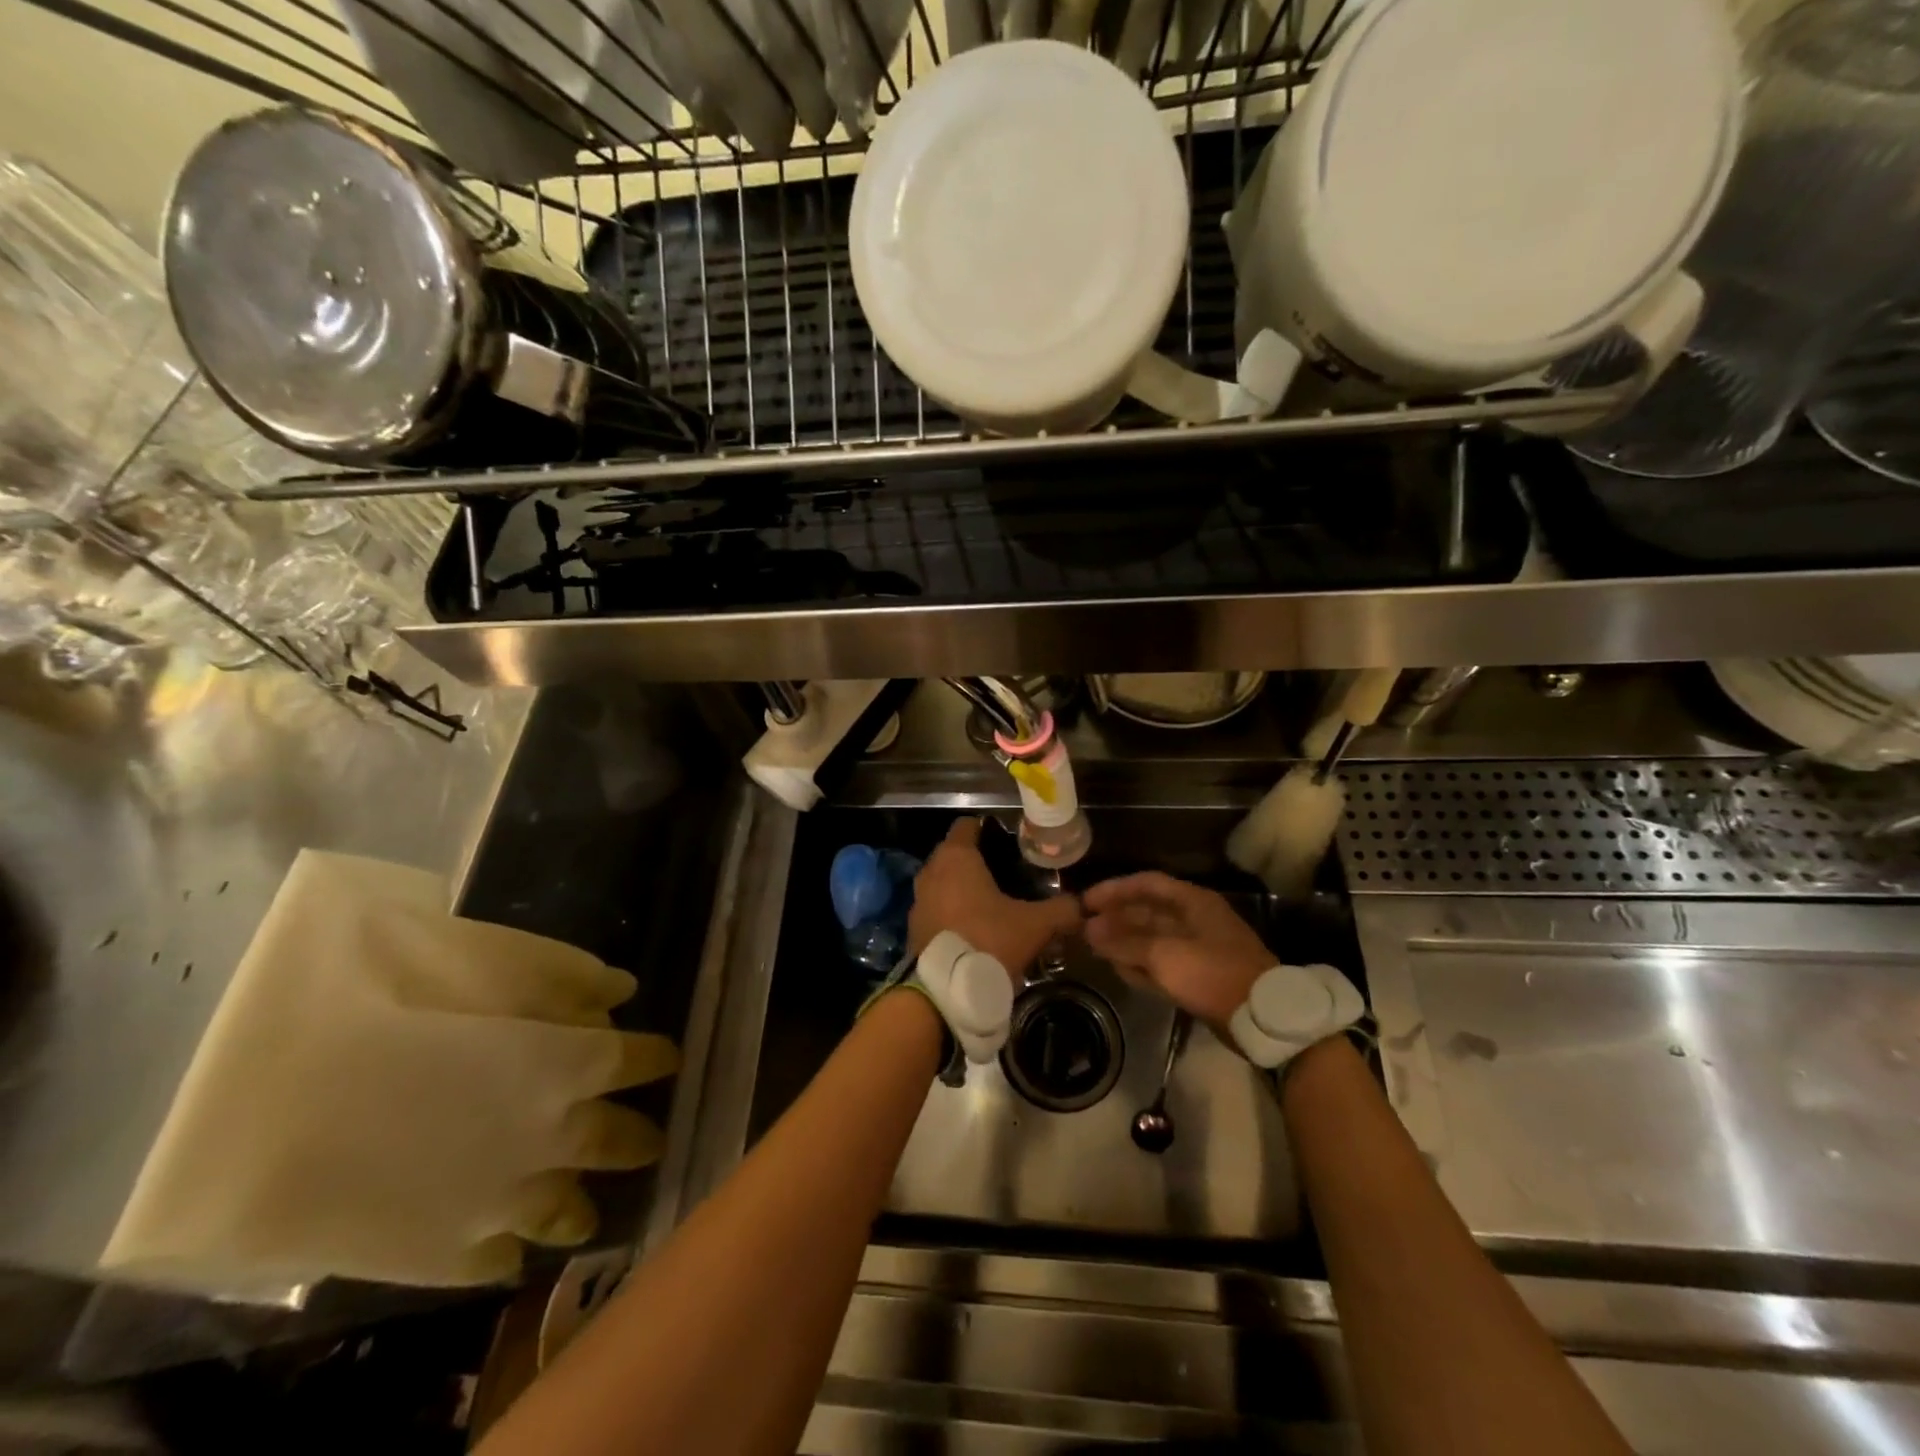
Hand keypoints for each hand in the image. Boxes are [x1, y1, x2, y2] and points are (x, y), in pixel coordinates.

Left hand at [909, 818, 1081, 978]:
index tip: (1012, 844)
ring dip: (964, 890)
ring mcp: (918, 901)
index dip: (990, 829)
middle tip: (1010, 876)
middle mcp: (931, 872)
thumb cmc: (989, 941)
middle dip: (980, 862)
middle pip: (956, 854)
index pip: (968, 825)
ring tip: (996, 906)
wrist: (945, 993)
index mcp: (956, 857)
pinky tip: (977, 931)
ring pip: (944, 883)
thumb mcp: (1035, 925)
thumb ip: (1062, 910)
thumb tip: (1083, 905)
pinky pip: (937, 910)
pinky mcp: (914, 929)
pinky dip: (953, 914)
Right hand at [1083, 872, 1274, 1025]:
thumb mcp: (1164, 955)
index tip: (1086, 902)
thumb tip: (1090, 930)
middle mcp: (1194, 919)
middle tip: (1085, 928)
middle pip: (1147, 911)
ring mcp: (1197, 948)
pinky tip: (1117, 968)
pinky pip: (1161, 963)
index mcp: (1192, 902)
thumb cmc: (1212, 973)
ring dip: (1124, 942)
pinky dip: (1140, 964)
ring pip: (1152, 938)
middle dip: (1116, 918)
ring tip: (1094, 947)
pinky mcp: (1198, 975)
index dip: (1114, 889)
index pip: (1146, 883)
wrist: (1261, 1017)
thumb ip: (1124, 942)